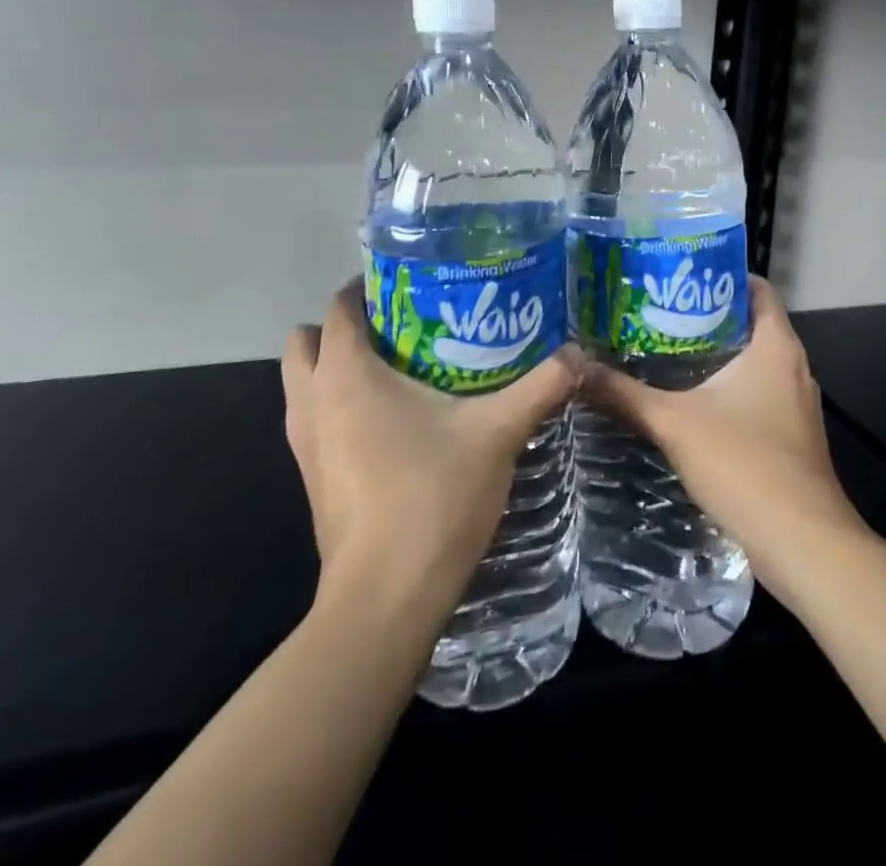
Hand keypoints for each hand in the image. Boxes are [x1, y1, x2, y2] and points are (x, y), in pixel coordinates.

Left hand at [283, 279, 577, 613]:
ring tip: (398, 369)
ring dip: (335, 368)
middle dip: (346, 327)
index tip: (413, 285)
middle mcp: (313, 401)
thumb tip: (581, 353)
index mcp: (347, 374)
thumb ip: (541, 386)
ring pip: (303, 383)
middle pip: (308, 340)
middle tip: (402, 327)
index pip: (341, 307)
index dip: (369, 287)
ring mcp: (304, 444)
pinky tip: (392, 422)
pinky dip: (338, 407)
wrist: (386, 601)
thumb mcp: (498, 433)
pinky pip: (314, 420)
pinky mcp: (311, 479)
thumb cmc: (433, 498)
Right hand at [583, 276, 865, 595]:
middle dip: (706, 316)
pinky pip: (756, 395)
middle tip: (657, 312)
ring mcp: (795, 404)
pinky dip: (726, 390)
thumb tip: (575, 368)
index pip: (757, 288)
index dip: (721, 274)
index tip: (678, 275)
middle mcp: (793, 367)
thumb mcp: (674, 424)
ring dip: (715, 356)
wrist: (803, 544)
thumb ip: (624, 395)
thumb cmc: (746, 465)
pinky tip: (688, 402)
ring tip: (663, 351)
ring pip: (753, 363)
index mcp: (776, 346)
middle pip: (750, 323)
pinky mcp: (790, 437)